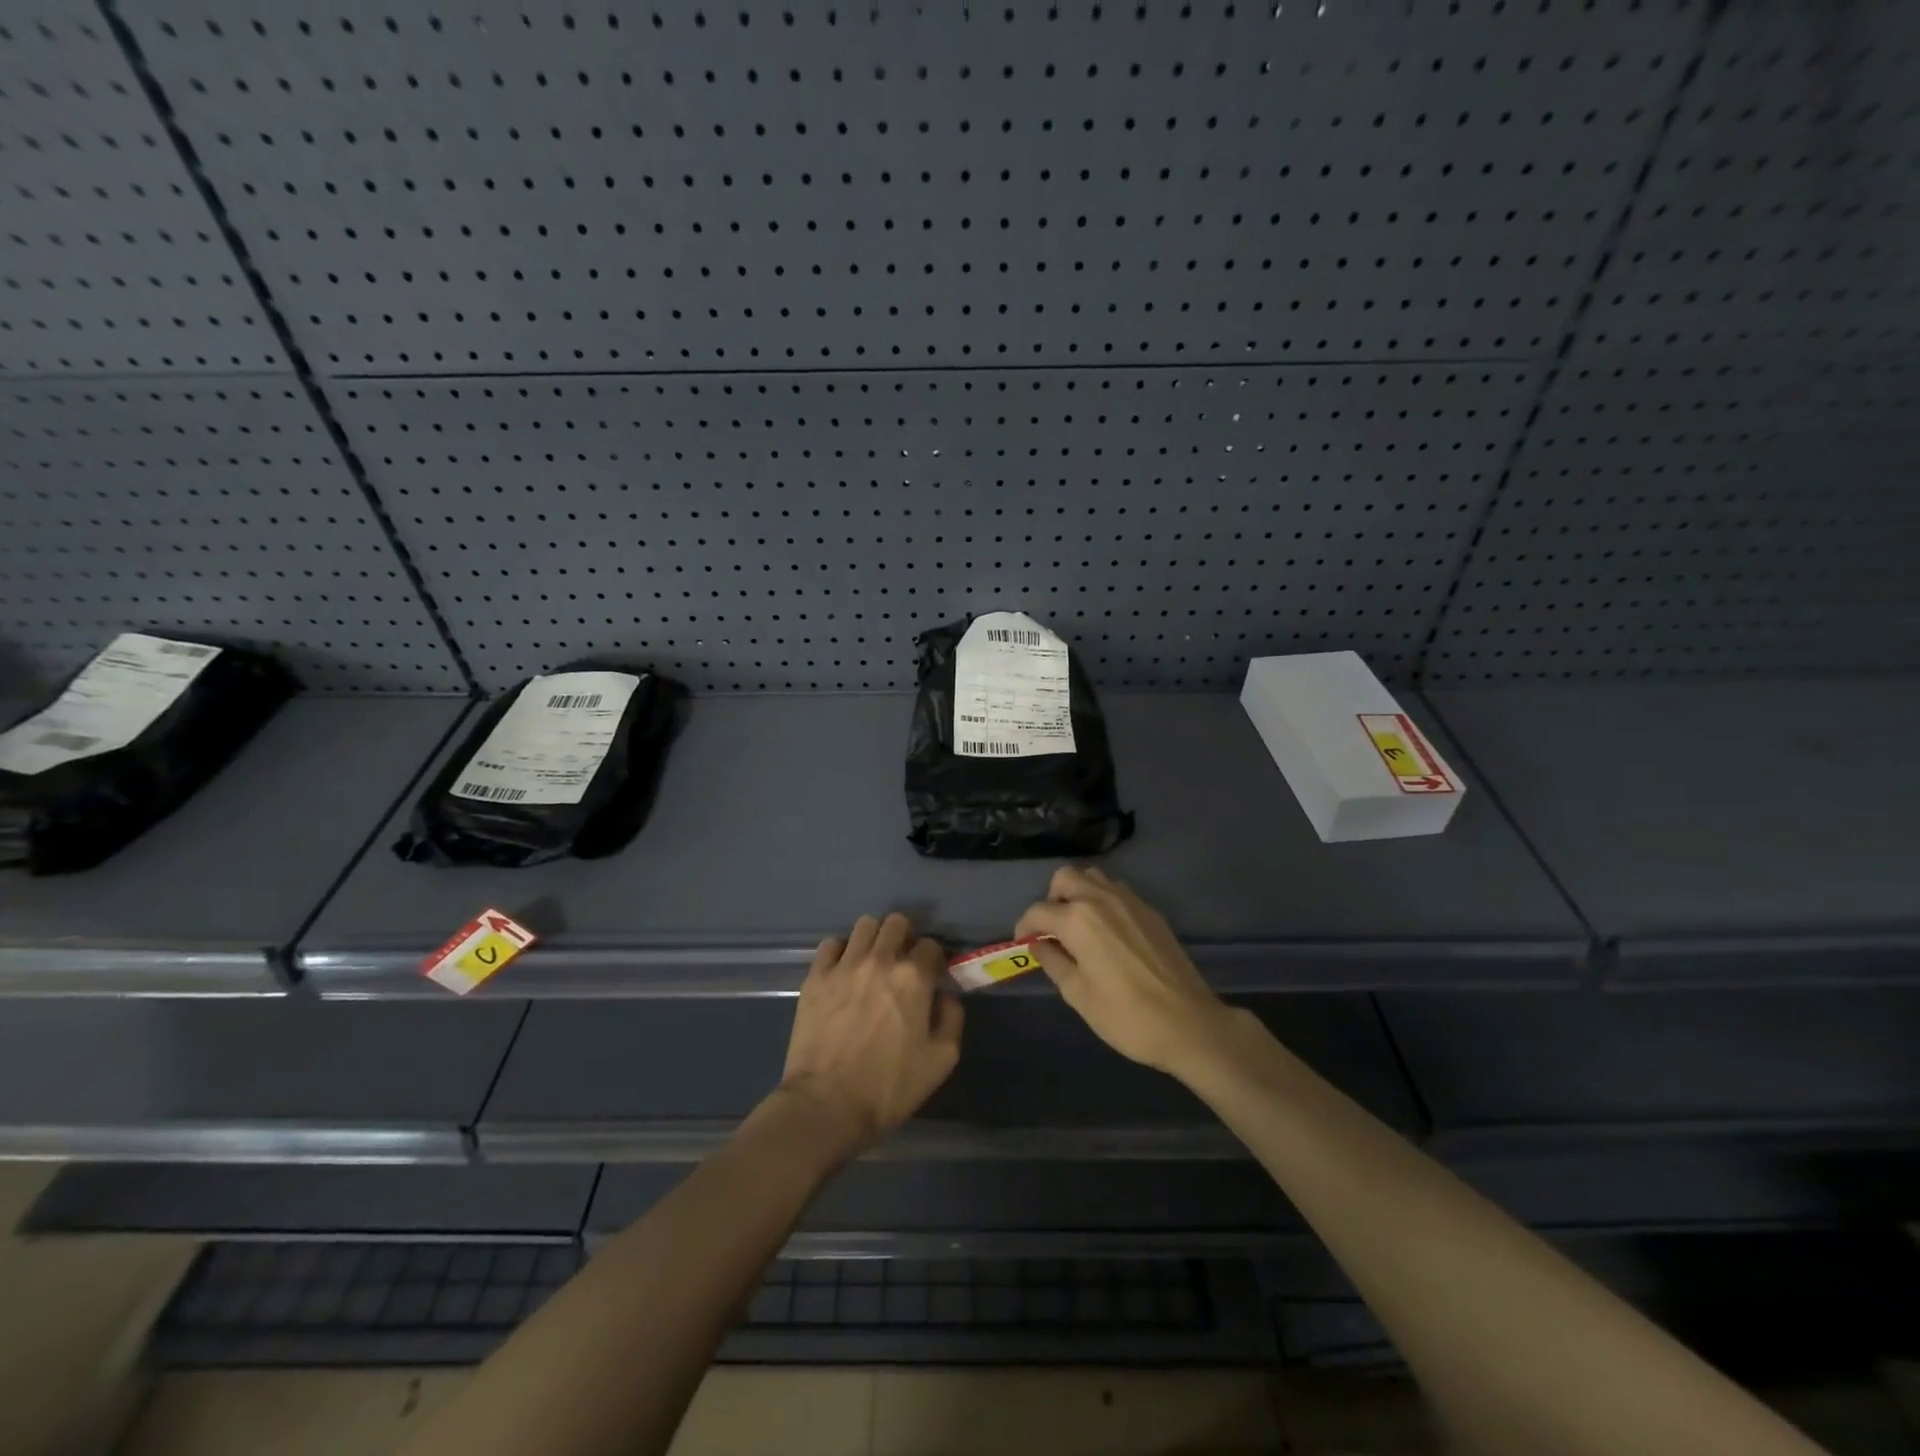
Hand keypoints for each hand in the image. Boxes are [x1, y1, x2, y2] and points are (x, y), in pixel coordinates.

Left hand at [778, 913, 963, 1156]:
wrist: (827, 1105)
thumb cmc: (889, 1087)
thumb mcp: (941, 1061)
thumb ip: (952, 1018)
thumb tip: (944, 995)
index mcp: (914, 977)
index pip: (931, 945)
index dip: (934, 959)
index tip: (931, 976)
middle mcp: (880, 960)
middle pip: (896, 923)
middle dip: (904, 937)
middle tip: (902, 962)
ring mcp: (844, 965)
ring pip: (864, 925)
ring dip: (874, 938)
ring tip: (872, 962)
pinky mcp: (815, 977)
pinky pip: (830, 944)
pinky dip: (841, 951)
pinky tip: (843, 972)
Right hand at [1016, 866, 1231, 1076]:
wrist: (1189, 1023)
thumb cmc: (1126, 1016)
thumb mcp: (1078, 994)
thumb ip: (1053, 962)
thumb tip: (1038, 943)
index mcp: (1078, 920)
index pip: (1039, 911)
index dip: (1025, 926)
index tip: (1024, 942)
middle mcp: (1101, 899)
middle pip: (1065, 878)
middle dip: (1052, 898)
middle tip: (1052, 929)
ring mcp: (1130, 901)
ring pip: (1093, 877)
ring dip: (1078, 893)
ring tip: (1079, 927)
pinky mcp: (1150, 911)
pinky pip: (1117, 891)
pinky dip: (1103, 901)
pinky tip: (1108, 933)